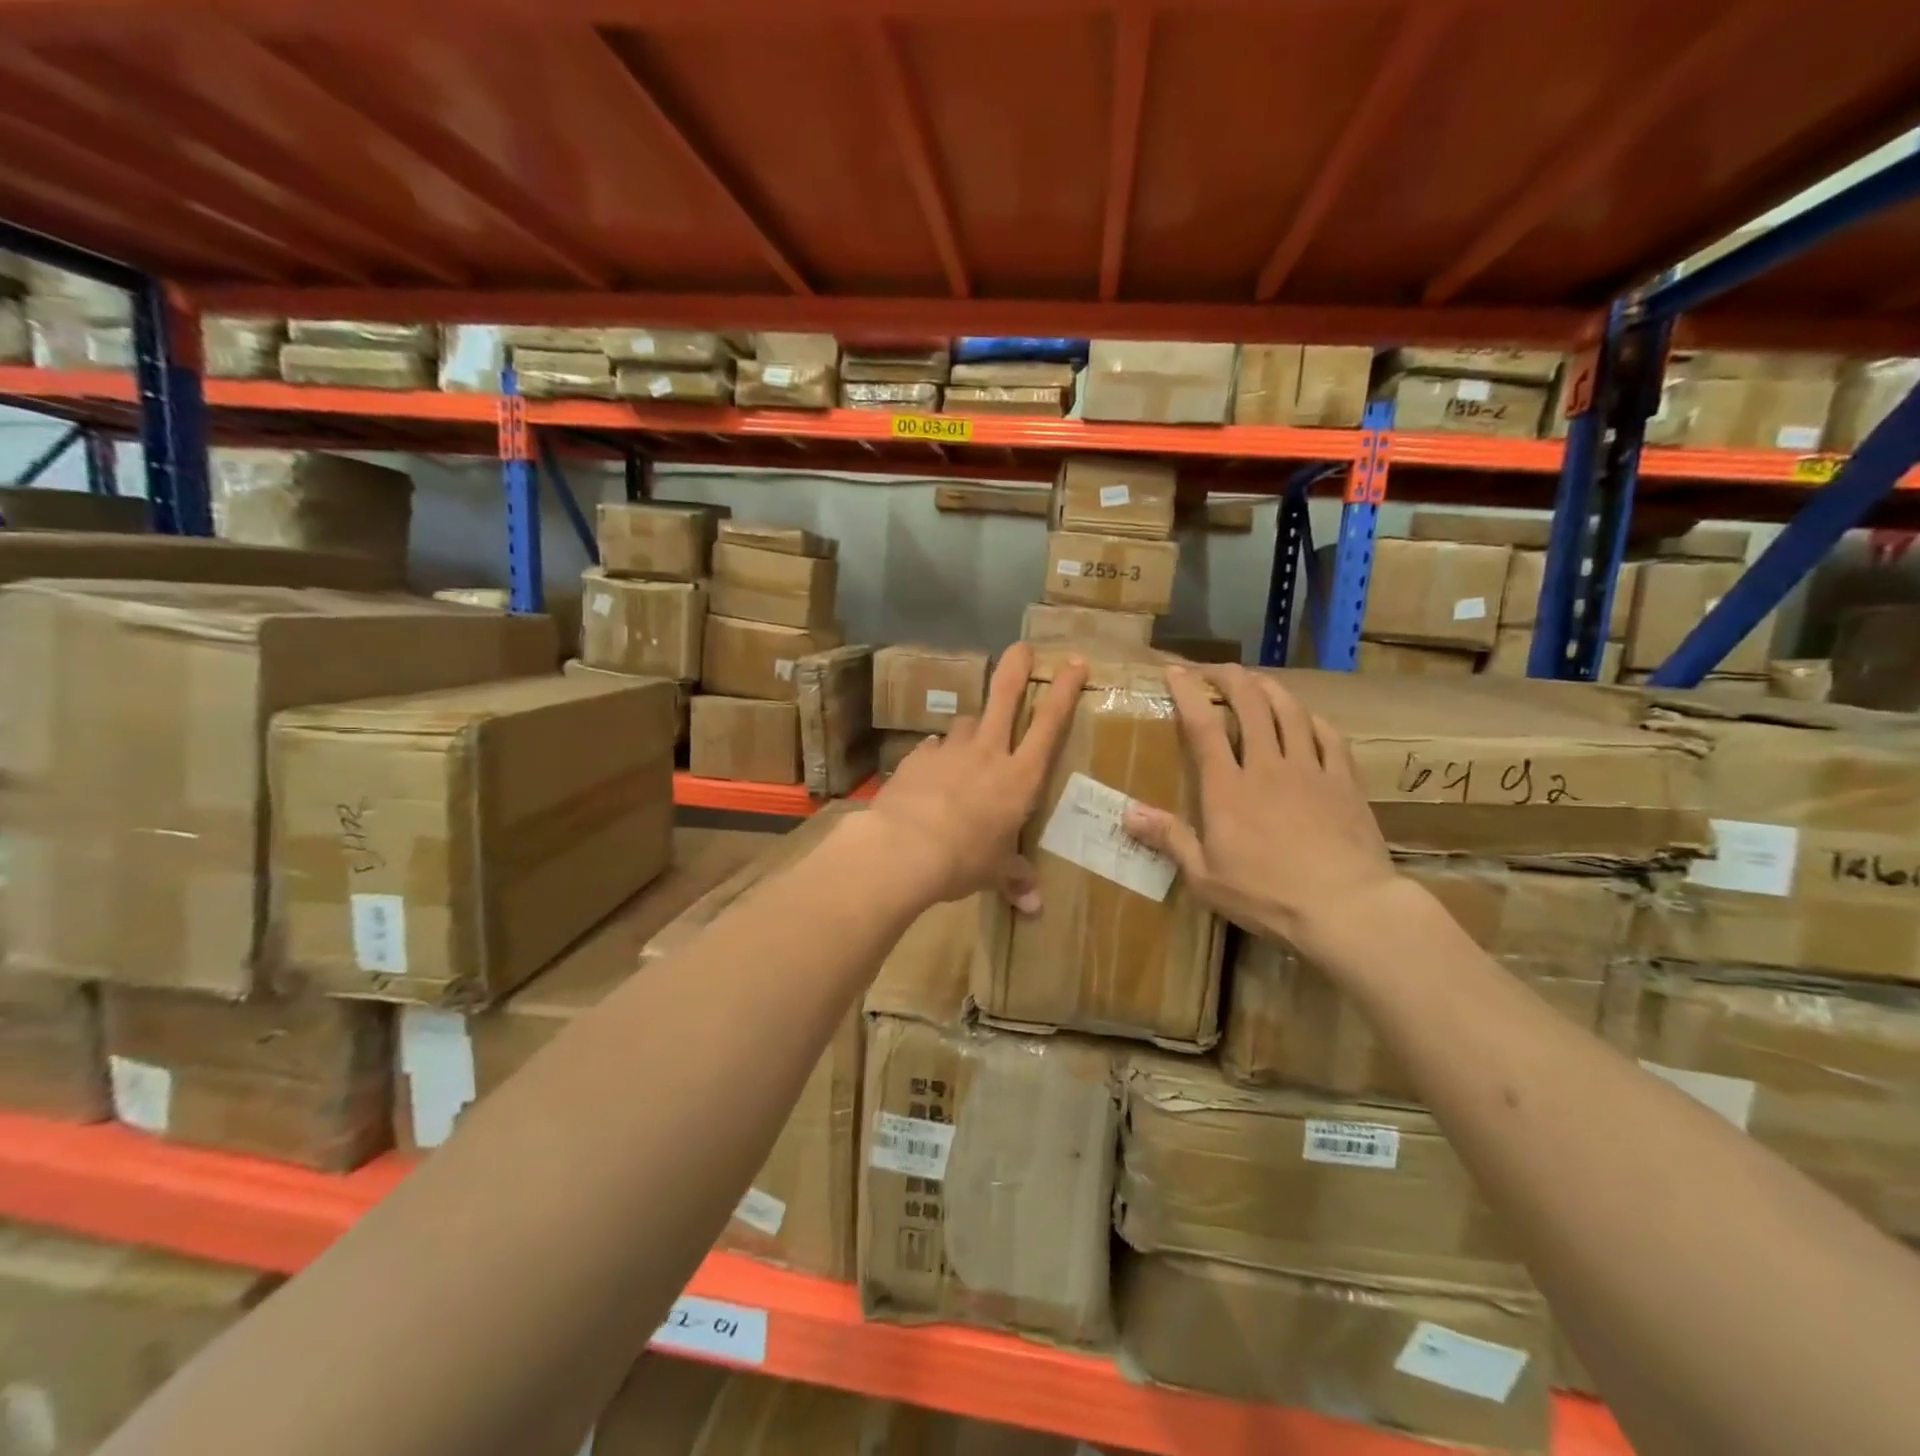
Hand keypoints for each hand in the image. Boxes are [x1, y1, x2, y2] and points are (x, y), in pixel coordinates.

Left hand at [869, 643, 1087, 909]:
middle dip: (1015, 668)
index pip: (1049, 725)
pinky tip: (931, 771)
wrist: (903, 849)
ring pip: (966, 723)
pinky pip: (932, 748)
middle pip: (1004, 697)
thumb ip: (1015, 879)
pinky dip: (936, 755)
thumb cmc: (963, 860)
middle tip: (1020, 647)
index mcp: (1018, 777)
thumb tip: (1034, 906)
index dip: (1064, 690)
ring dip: (972, 729)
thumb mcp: (993, 871)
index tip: (1073, 661)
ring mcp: (948, 750)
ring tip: (970, 746)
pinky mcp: (915, 757)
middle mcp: (987, 753)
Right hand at [1122, 665, 1396, 955]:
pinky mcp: (1344, 782)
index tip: (1175, 672)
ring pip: (1290, 712)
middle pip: (1250, 705)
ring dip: (1270, 688)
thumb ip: (1170, 839)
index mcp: (1227, 788)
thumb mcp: (1205, 877)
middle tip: (1215, 671)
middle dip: (1230, 678)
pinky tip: (1306, 717)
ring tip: (1256, 681)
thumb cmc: (1267, 896)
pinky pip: (1328, 737)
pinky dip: (1312, 719)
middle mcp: (1267, 766)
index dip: (1188, 693)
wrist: (1346, 908)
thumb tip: (1128, 814)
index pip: (1203, 726)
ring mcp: (1310, 770)